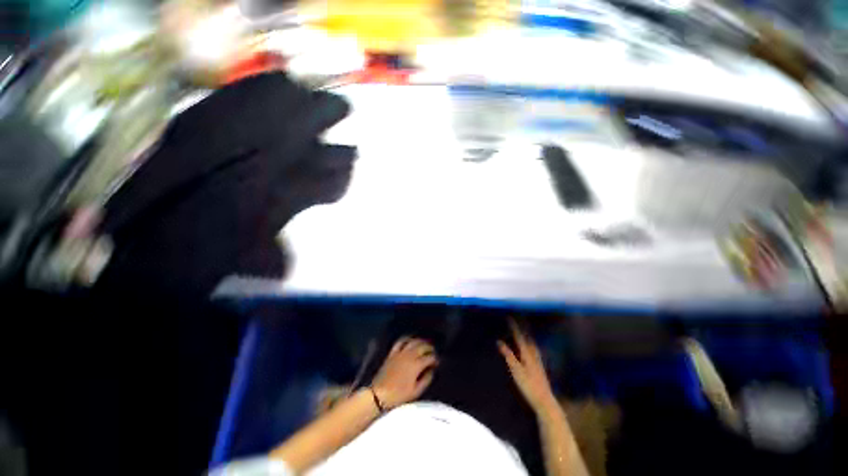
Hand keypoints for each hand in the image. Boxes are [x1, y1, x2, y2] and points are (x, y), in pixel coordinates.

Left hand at [372, 337, 437, 409]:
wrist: (379, 394)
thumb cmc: (399, 395)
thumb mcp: (416, 391)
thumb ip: (426, 380)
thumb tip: (431, 371)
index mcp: (416, 365)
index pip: (429, 357)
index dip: (435, 359)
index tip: (438, 362)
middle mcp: (410, 355)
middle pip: (423, 346)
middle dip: (430, 348)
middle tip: (433, 351)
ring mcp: (400, 352)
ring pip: (413, 341)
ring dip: (420, 341)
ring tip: (424, 344)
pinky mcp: (393, 353)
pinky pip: (400, 342)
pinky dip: (407, 339)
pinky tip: (410, 340)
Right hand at [498, 319, 556, 412]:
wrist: (544, 401)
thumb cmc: (528, 386)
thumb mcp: (516, 370)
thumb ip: (508, 355)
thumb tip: (499, 341)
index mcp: (527, 353)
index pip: (519, 336)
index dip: (514, 327)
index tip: (509, 317)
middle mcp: (534, 354)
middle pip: (527, 337)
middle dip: (522, 328)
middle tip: (517, 320)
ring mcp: (538, 360)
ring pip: (532, 343)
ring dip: (527, 335)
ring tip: (523, 329)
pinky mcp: (540, 366)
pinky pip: (534, 349)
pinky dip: (530, 343)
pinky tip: (530, 346)